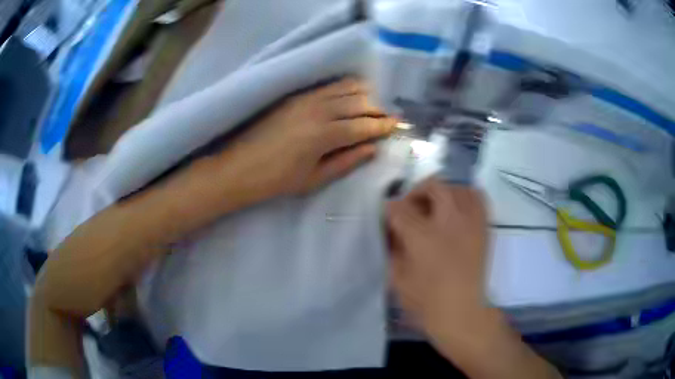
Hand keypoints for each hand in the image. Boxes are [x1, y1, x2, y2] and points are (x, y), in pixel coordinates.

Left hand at [222, 78, 396, 196]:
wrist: (240, 167)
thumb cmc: (277, 180)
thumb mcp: (314, 179)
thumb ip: (346, 161)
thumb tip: (372, 148)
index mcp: (324, 135)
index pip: (364, 125)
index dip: (383, 125)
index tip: (398, 125)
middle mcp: (318, 110)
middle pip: (358, 102)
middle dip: (378, 108)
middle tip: (389, 116)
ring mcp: (306, 99)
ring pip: (345, 88)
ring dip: (364, 94)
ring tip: (374, 103)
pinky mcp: (295, 96)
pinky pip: (328, 86)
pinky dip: (345, 87)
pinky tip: (351, 93)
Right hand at [386, 179, 561, 378]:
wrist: (463, 313)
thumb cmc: (426, 300)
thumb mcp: (397, 276)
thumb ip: (393, 246)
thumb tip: (393, 227)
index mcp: (423, 236)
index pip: (400, 207)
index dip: (390, 209)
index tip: (388, 216)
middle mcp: (450, 222)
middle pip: (433, 187)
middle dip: (417, 193)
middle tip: (411, 208)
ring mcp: (471, 222)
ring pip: (458, 187)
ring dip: (442, 192)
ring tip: (435, 206)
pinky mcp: (484, 227)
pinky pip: (477, 197)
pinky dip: (465, 196)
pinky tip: (456, 210)